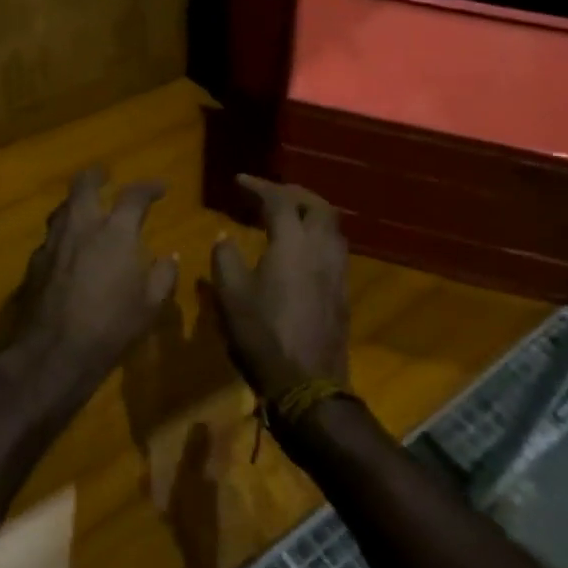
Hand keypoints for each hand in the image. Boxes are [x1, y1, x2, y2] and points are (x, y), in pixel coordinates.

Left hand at [0, 167, 177, 394]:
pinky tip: (67, 249)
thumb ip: (163, 275)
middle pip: (84, 184)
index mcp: (115, 231)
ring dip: (76, 202)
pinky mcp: (35, 261)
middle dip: (97, 175)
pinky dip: (63, 234)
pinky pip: (51, 236)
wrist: (54, 352)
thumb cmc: (111, 326)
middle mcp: (82, 226)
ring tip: (85, 208)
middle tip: (105, 175)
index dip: (149, 188)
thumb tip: (170, 257)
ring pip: (62, 207)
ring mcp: (53, 242)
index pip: (134, 195)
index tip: (160, 188)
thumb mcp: (150, 305)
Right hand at [205, 175, 348, 398]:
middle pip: (317, 205)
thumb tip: (225, 237)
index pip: (279, 200)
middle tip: (269, 193)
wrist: (309, 386)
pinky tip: (300, 251)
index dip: (258, 186)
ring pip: (331, 226)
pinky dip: (317, 235)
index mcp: (292, 243)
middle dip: (293, 192)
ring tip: (287, 217)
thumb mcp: (230, 297)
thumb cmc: (263, 337)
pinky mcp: (343, 292)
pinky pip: (334, 248)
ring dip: (310, 213)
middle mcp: (321, 249)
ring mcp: (337, 271)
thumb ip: (225, 259)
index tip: (239, 181)